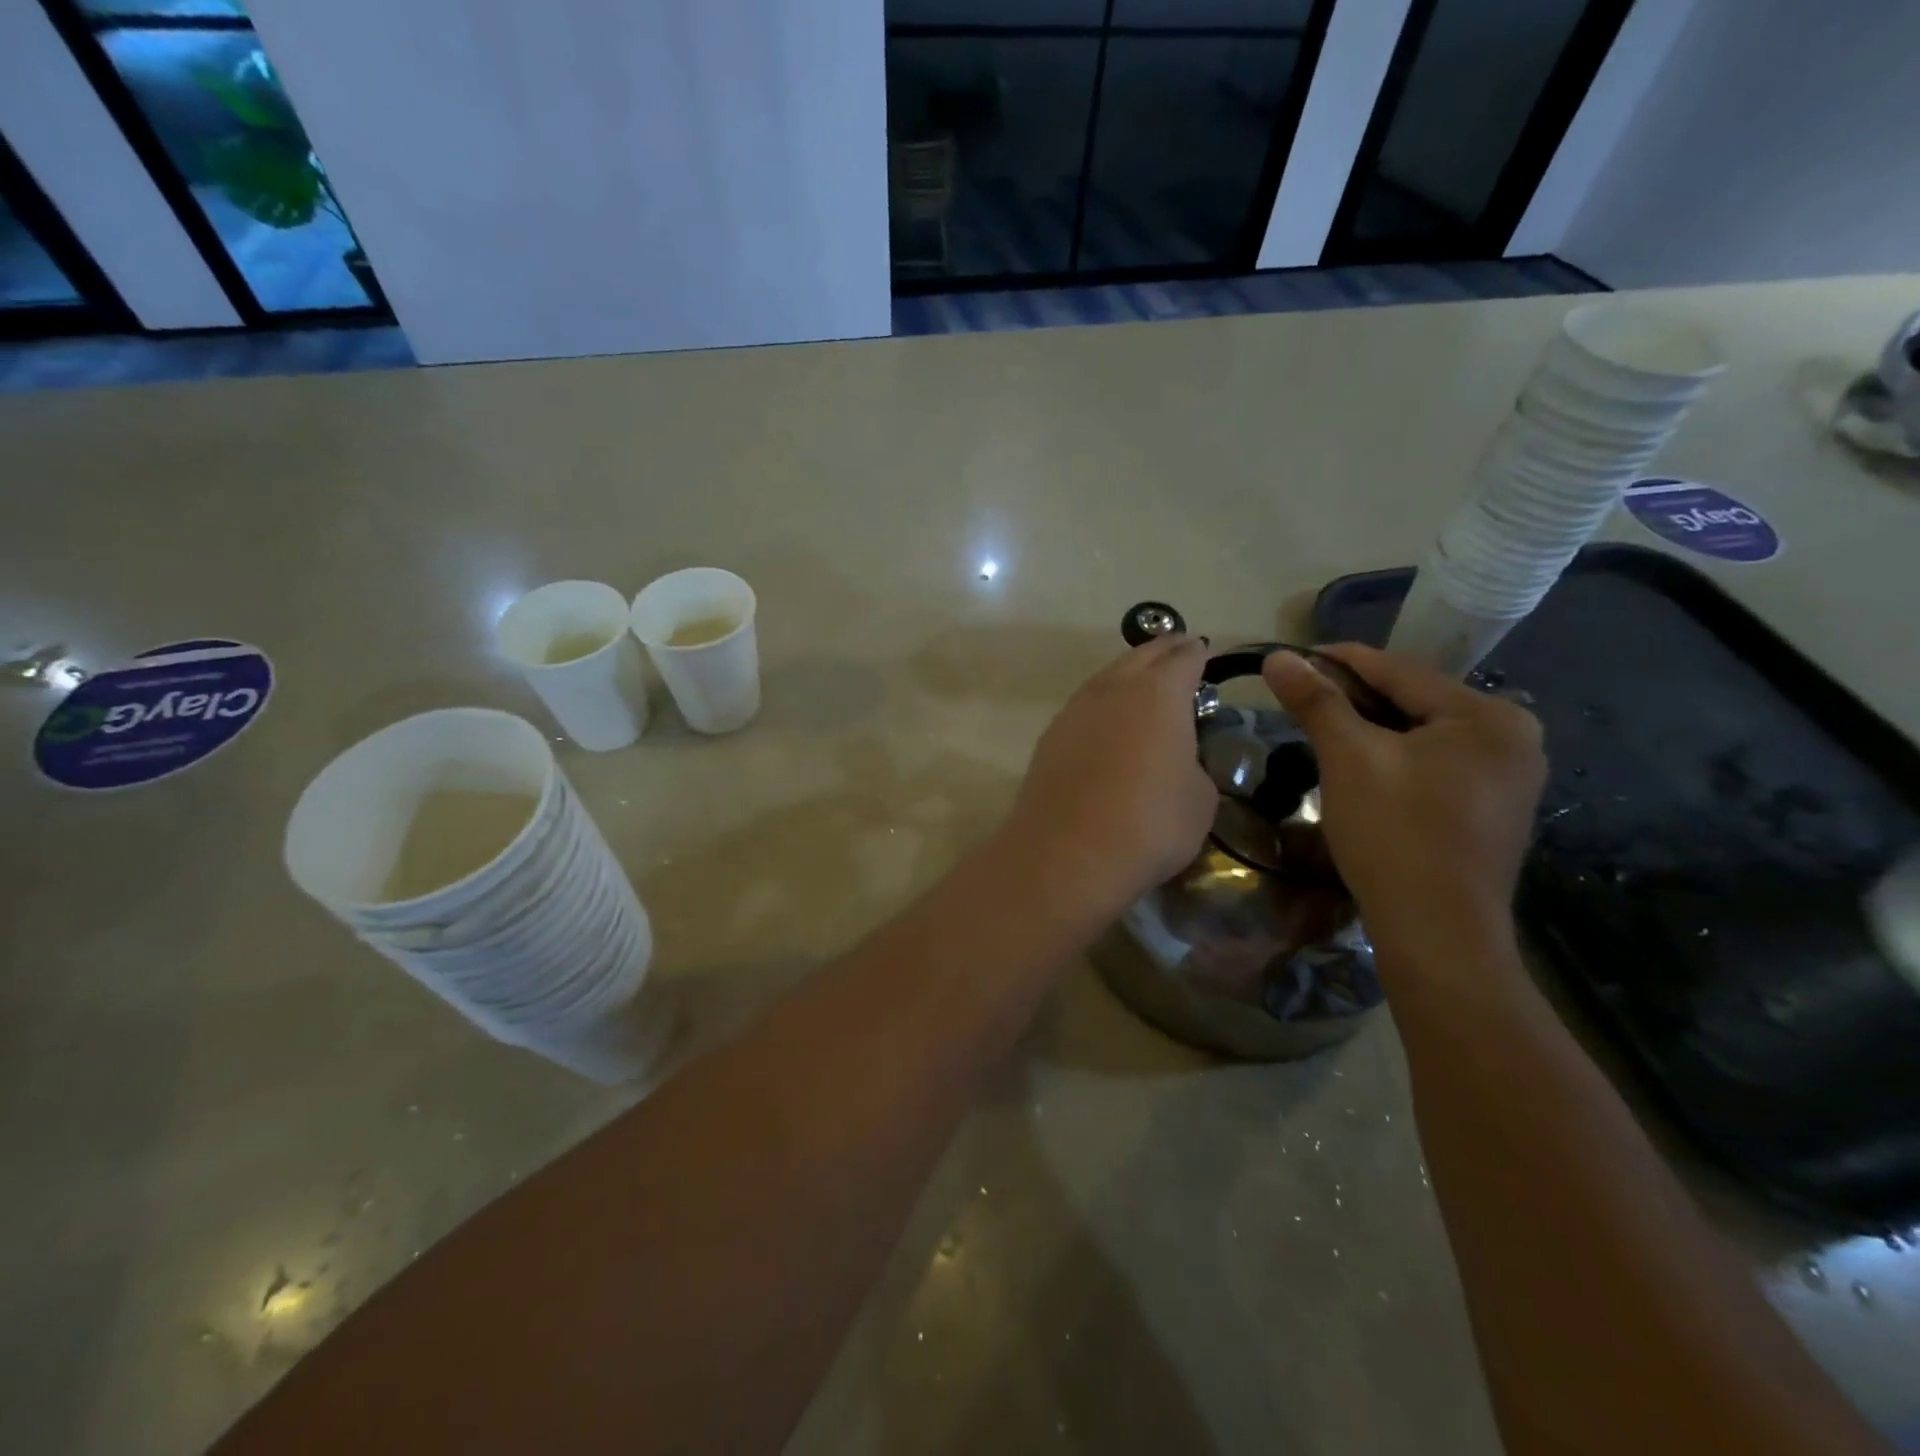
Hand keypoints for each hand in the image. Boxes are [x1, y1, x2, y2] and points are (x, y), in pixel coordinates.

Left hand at [1005, 635, 1217, 920]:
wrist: (1067, 855)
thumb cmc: (1150, 824)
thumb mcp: (1200, 798)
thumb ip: (1193, 763)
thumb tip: (1176, 760)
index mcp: (1159, 692)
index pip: (1184, 658)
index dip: (1198, 654)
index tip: (1205, 653)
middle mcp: (1113, 689)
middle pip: (1141, 656)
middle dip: (1163, 652)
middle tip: (1179, 655)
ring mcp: (1074, 711)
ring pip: (1106, 679)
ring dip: (1127, 677)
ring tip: (1142, 688)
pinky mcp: (1049, 738)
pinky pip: (1084, 708)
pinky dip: (1102, 707)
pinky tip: (1107, 725)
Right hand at [1263, 644, 1545, 959]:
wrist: (1437, 932)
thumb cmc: (1394, 833)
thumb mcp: (1349, 758)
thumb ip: (1316, 701)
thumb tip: (1278, 655)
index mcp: (1488, 716)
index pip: (1400, 670)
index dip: (1340, 660)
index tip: (1293, 657)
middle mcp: (1513, 737)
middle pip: (1415, 700)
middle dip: (1355, 697)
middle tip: (1301, 697)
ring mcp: (1509, 777)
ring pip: (1423, 734)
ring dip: (1372, 728)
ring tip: (1323, 728)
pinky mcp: (1493, 809)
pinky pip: (1435, 764)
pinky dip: (1395, 757)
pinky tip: (1362, 766)